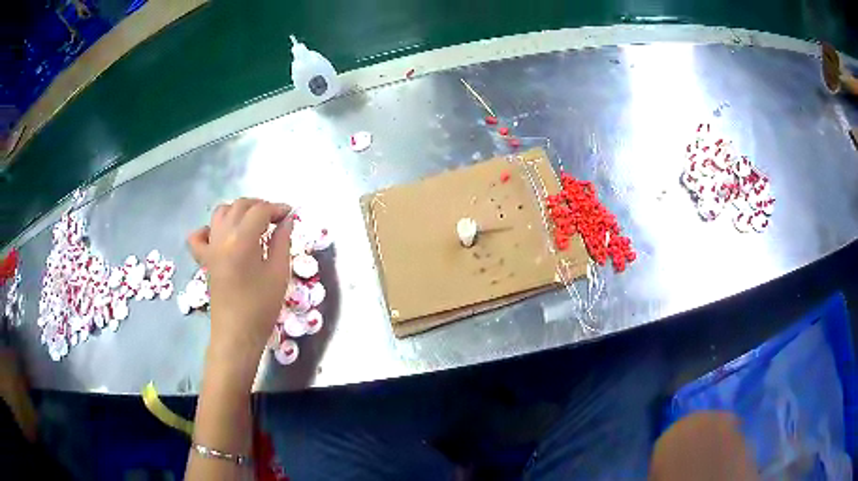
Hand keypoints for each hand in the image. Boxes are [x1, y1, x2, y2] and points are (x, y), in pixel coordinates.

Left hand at [187, 198, 292, 382]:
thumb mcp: (278, 273)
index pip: (260, 211)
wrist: (237, 334)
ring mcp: (210, 247)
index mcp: (242, 240)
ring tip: (253, 223)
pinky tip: (221, 235)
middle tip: (276, 219)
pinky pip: (199, 235)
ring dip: (238, 210)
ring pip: (220, 213)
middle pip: (240, 206)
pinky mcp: (204, 259)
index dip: (277, 208)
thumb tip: (287, 220)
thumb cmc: (261, 307)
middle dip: (260, 206)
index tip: (291, 215)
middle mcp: (222, 237)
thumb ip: (282, 241)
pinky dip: (209, 228)